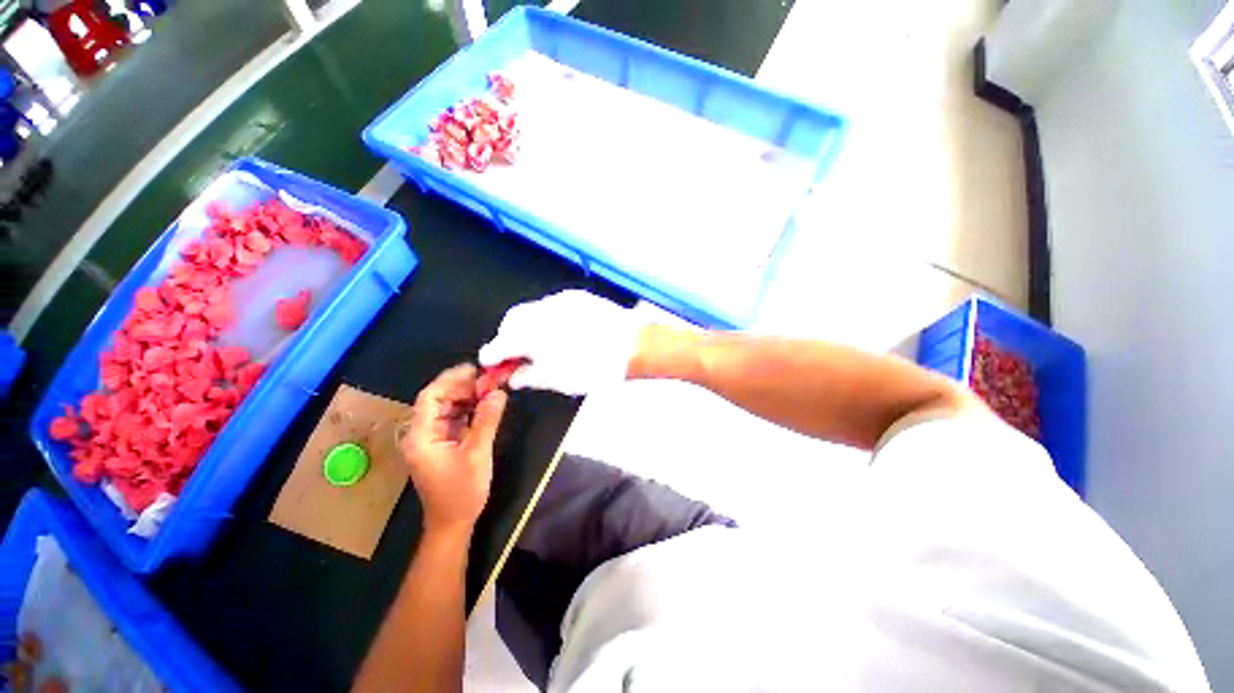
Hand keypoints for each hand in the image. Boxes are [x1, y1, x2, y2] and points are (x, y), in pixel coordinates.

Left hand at [400, 365, 507, 533]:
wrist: (453, 523)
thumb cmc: (461, 492)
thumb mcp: (477, 454)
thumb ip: (487, 420)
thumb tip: (499, 392)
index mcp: (421, 436)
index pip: (430, 396)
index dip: (451, 379)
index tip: (476, 369)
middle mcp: (422, 433)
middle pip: (439, 399)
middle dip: (464, 387)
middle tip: (491, 380)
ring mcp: (432, 438)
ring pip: (448, 407)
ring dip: (468, 397)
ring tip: (492, 389)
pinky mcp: (443, 443)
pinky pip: (454, 418)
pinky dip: (470, 409)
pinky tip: (486, 404)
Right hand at [478, 290, 644, 395]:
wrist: (631, 345)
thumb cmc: (594, 368)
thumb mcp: (558, 380)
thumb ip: (530, 377)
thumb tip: (515, 377)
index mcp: (531, 335)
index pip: (499, 344)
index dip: (492, 355)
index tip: (491, 363)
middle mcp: (540, 312)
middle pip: (512, 321)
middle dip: (508, 336)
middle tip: (516, 355)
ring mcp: (558, 300)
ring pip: (531, 310)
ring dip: (527, 326)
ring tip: (540, 344)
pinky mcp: (575, 296)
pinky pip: (551, 305)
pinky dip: (547, 318)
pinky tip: (559, 331)